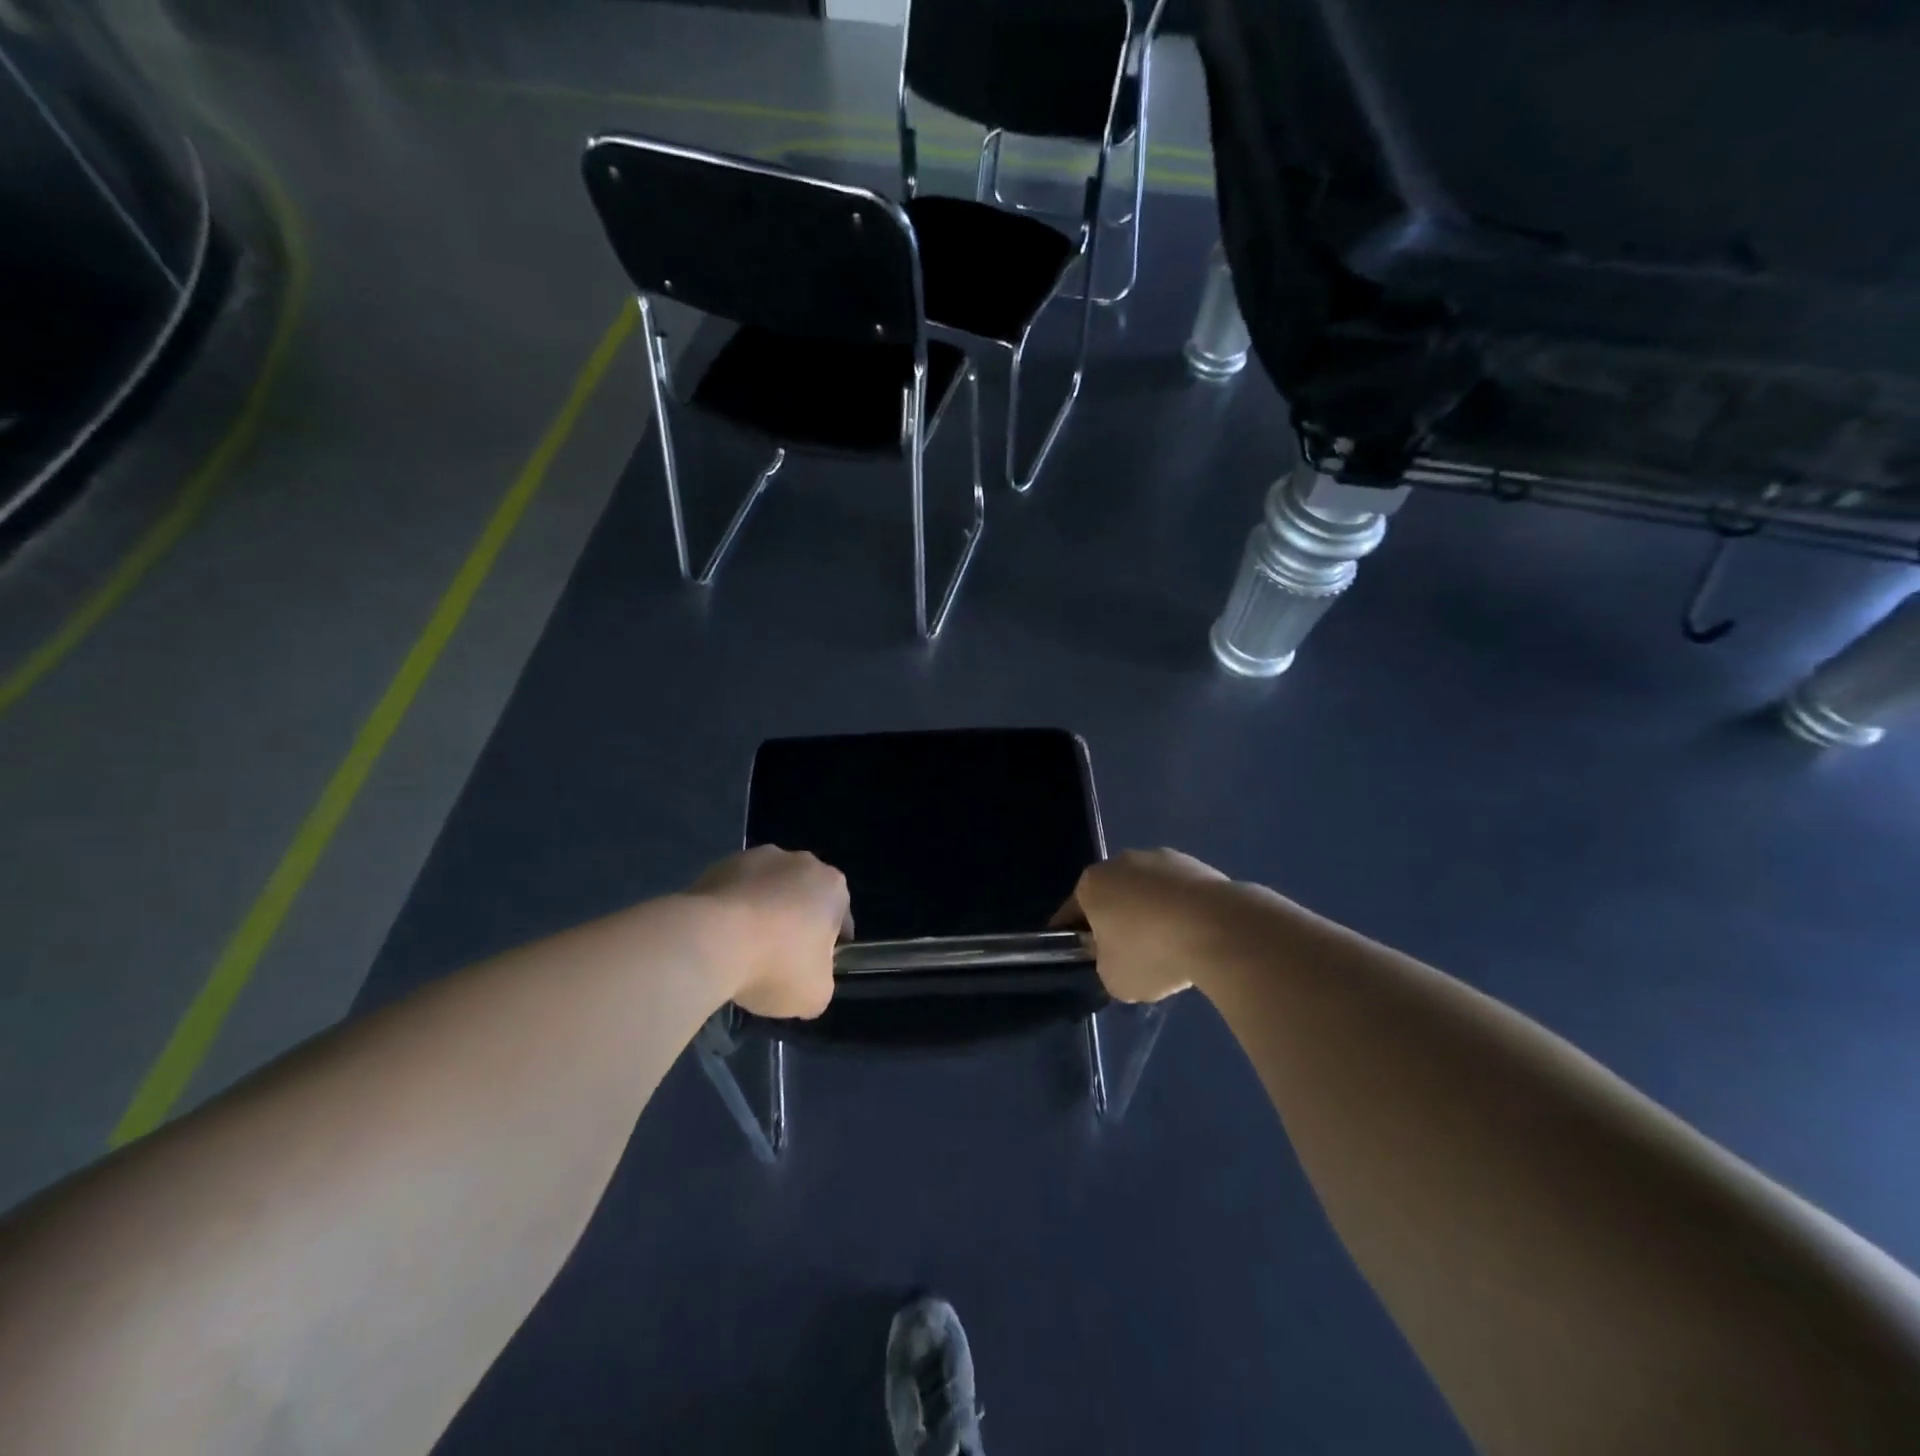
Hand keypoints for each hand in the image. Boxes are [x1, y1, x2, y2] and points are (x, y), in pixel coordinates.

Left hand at [686, 847, 850, 1018]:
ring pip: (767, 890)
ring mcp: (757, 857)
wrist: (710, 941)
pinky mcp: (719, 864)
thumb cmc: (777, 964)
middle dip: (793, 923)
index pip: (839, 918)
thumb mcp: (816, 994)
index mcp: (832, 886)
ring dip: (760, 913)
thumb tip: (808, 977)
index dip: (827, 947)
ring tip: (740, 951)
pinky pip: (734, 891)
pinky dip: (730, 910)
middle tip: (776, 961)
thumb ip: (822, 981)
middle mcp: (800, 861)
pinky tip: (718, 940)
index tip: (809, 970)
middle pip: (803, 897)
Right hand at [1055, 849, 1234, 1003]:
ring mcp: (1162, 858)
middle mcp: (1121, 861)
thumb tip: (1118, 957)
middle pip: (1112, 897)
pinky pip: (1179, 894)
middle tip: (1131, 958)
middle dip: (1117, 923)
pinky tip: (1196, 938)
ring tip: (1172, 950)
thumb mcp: (1113, 979)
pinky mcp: (1197, 864)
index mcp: (1091, 884)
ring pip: (1147, 893)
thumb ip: (1105, 965)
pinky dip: (1182, 912)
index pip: (1072, 913)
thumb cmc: (1151, 952)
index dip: (1076, 939)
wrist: (1219, 929)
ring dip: (1152, 915)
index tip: (1087, 960)